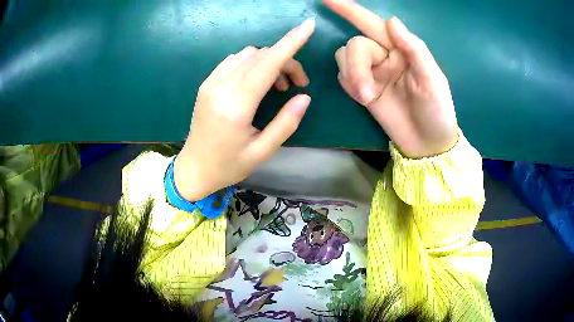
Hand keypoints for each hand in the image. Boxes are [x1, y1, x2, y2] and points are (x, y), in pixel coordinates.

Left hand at [174, 19, 314, 200]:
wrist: (194, 169)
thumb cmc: (228, 165)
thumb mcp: (262, 151)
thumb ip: (286, 123)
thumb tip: (305, 96)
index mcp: (236, 106)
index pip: (268, 63)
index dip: (291, 42)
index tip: (309, 26)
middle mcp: (221, 87)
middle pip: (261, 56)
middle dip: (286, 60)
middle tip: (298, 84)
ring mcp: (211, 83)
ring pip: (248, 54)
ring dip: (269, 61)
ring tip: (278, 86)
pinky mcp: (207, 84)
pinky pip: (234, 60)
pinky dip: (253, 63)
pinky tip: (258, 82)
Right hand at [325, 0, 458, 158]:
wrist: (427, 145)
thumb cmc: (436, 111)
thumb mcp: (432, 79)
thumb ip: (414, 49)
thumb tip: (391, 21)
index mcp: (402, 49)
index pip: (373, 23)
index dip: (350, 9)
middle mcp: (385, 56)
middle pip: (356, 45)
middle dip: (357, 65)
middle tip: (366, 94)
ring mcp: (372, 73)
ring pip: (345, 58)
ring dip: (352, 76)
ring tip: (367, 98)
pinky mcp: (362, 90)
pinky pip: (343, 76)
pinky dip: (348, 84)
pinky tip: (364, 98)